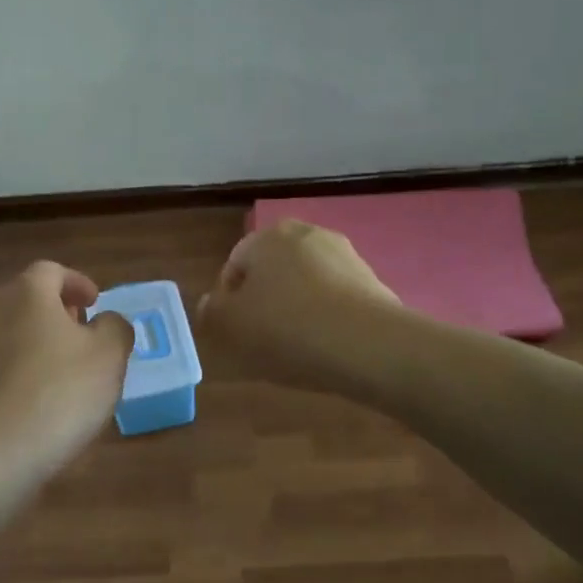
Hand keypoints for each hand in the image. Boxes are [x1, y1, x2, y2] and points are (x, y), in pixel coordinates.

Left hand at [0, 261, 132, 477]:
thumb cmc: (58, 391)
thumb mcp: (109, 355)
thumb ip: (116, 328)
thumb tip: (106, 323)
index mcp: (28, 294)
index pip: (52, 271)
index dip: (78, 283)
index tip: (96, 303)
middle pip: (30, 301)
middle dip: (61, 314)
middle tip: (88, 334)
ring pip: (19, 336)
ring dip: (47, 346)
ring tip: (76, 375)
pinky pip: (7, 369)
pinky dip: (30, 375)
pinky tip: (50, 406)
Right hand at [197, 220, 398, 391]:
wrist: (368, 346)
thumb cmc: (287, 330)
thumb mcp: (231, 326)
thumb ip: (211, 311)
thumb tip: (209, 303)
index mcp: (269, 237)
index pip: (236, 263)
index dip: (228, 299)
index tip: (234, 331)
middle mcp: (308, 235)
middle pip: (274, 270)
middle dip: (265, 300)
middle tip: (262, 339)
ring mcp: (346, 256)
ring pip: (307, 283)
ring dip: (297, 308)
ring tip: (296, 348)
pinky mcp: (373, 282)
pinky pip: (336, 299)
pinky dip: (327, 317)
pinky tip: (326, 347)